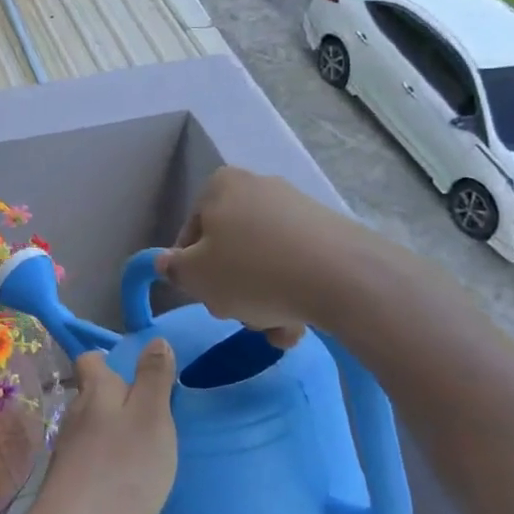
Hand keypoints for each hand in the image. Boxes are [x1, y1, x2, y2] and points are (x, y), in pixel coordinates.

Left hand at [28, 344, 177, 513]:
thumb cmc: (122, 468)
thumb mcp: (151, 417)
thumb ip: (154, 378)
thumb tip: (155, 340)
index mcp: (95, 390)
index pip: (91, 358)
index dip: (110, 359)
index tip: (139, 371)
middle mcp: (76, 413)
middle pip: (95, 393)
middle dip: (120, 398)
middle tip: (157, 414)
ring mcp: (70, 449)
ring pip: (95, 427)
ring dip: (117, 432)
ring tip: (150, 448)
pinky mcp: (71, 481)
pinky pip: (94, 458)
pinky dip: (112, 460)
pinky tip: (131, 479)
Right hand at [154, 166, 388, 346]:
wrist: (344, 278)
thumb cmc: (253, 271)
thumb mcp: (195, 277)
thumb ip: (173, 269)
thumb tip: (168, 263)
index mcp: (220, 186)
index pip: (190, 234)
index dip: (192, 271)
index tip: (205, 297)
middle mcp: (258, 187)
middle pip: (230, 249)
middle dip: (232, 288)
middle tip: (239, 314)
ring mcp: (298, 208)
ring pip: (264, 263)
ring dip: (263, 299)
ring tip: (277, 328)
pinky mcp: (331, 232)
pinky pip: (297, 266)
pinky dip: (293, 293)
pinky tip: (300, 323)